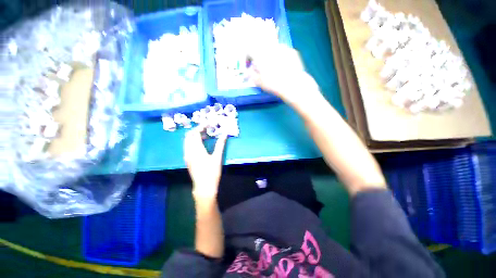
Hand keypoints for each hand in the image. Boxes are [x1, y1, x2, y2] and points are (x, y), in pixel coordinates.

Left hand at [184, 126, 227, 200]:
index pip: (195, 133)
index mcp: (196, 150)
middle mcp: (188, 151)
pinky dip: (193, 141)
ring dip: (195, 136)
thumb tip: (225, 134)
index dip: (202, 127)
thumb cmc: (211, 172)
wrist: (203, 187)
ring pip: (187, 141)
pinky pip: (188, 146)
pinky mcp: (187, 160)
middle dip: (197, 130)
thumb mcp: (217, 157)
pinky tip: (202, 144)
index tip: (209, 123)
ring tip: (206, 135)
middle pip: (189, 136)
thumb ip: (220, 144)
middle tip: (207, 128)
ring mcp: (187, 156)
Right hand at [247, 44, 319, 105]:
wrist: (294, 85)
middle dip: (259, 58)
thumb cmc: (274, 84)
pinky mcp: (293, 52)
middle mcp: (271, 47)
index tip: (249, 65)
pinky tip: (283, 68)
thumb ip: (251, 75)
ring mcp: (284, 48)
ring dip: (270, 57)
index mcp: (261, 53)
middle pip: (262, 49)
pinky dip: (280, 58)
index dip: (247, 58)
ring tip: (273, 68)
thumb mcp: (259, 82)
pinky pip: (283, 53)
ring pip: (272, 50)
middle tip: (260, 68)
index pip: (249, 50)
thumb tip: (248, 72)